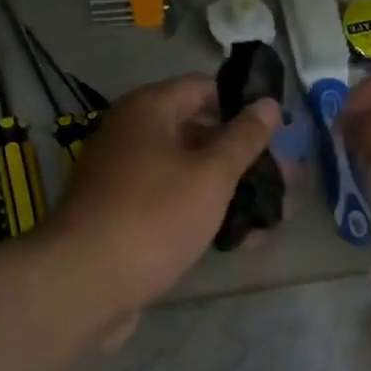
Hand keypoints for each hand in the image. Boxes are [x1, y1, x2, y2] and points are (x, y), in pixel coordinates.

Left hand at [47, 75, 278, 316]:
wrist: (84, 283)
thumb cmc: (155, 215)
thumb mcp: (211, 174)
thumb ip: (243, 138)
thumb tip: (268, 103)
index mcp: (148, 110)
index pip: (203, 88)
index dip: (242, 104)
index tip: (279, 129)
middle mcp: (131, 135)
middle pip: (198, 132)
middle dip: (244, 155)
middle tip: (286, 179)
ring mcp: (124, 178)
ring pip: (188, 173)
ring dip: (230, 189)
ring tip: (274, 214)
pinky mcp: (123, 216)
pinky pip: (172, 203)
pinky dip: (205, 213)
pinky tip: (242, 239)